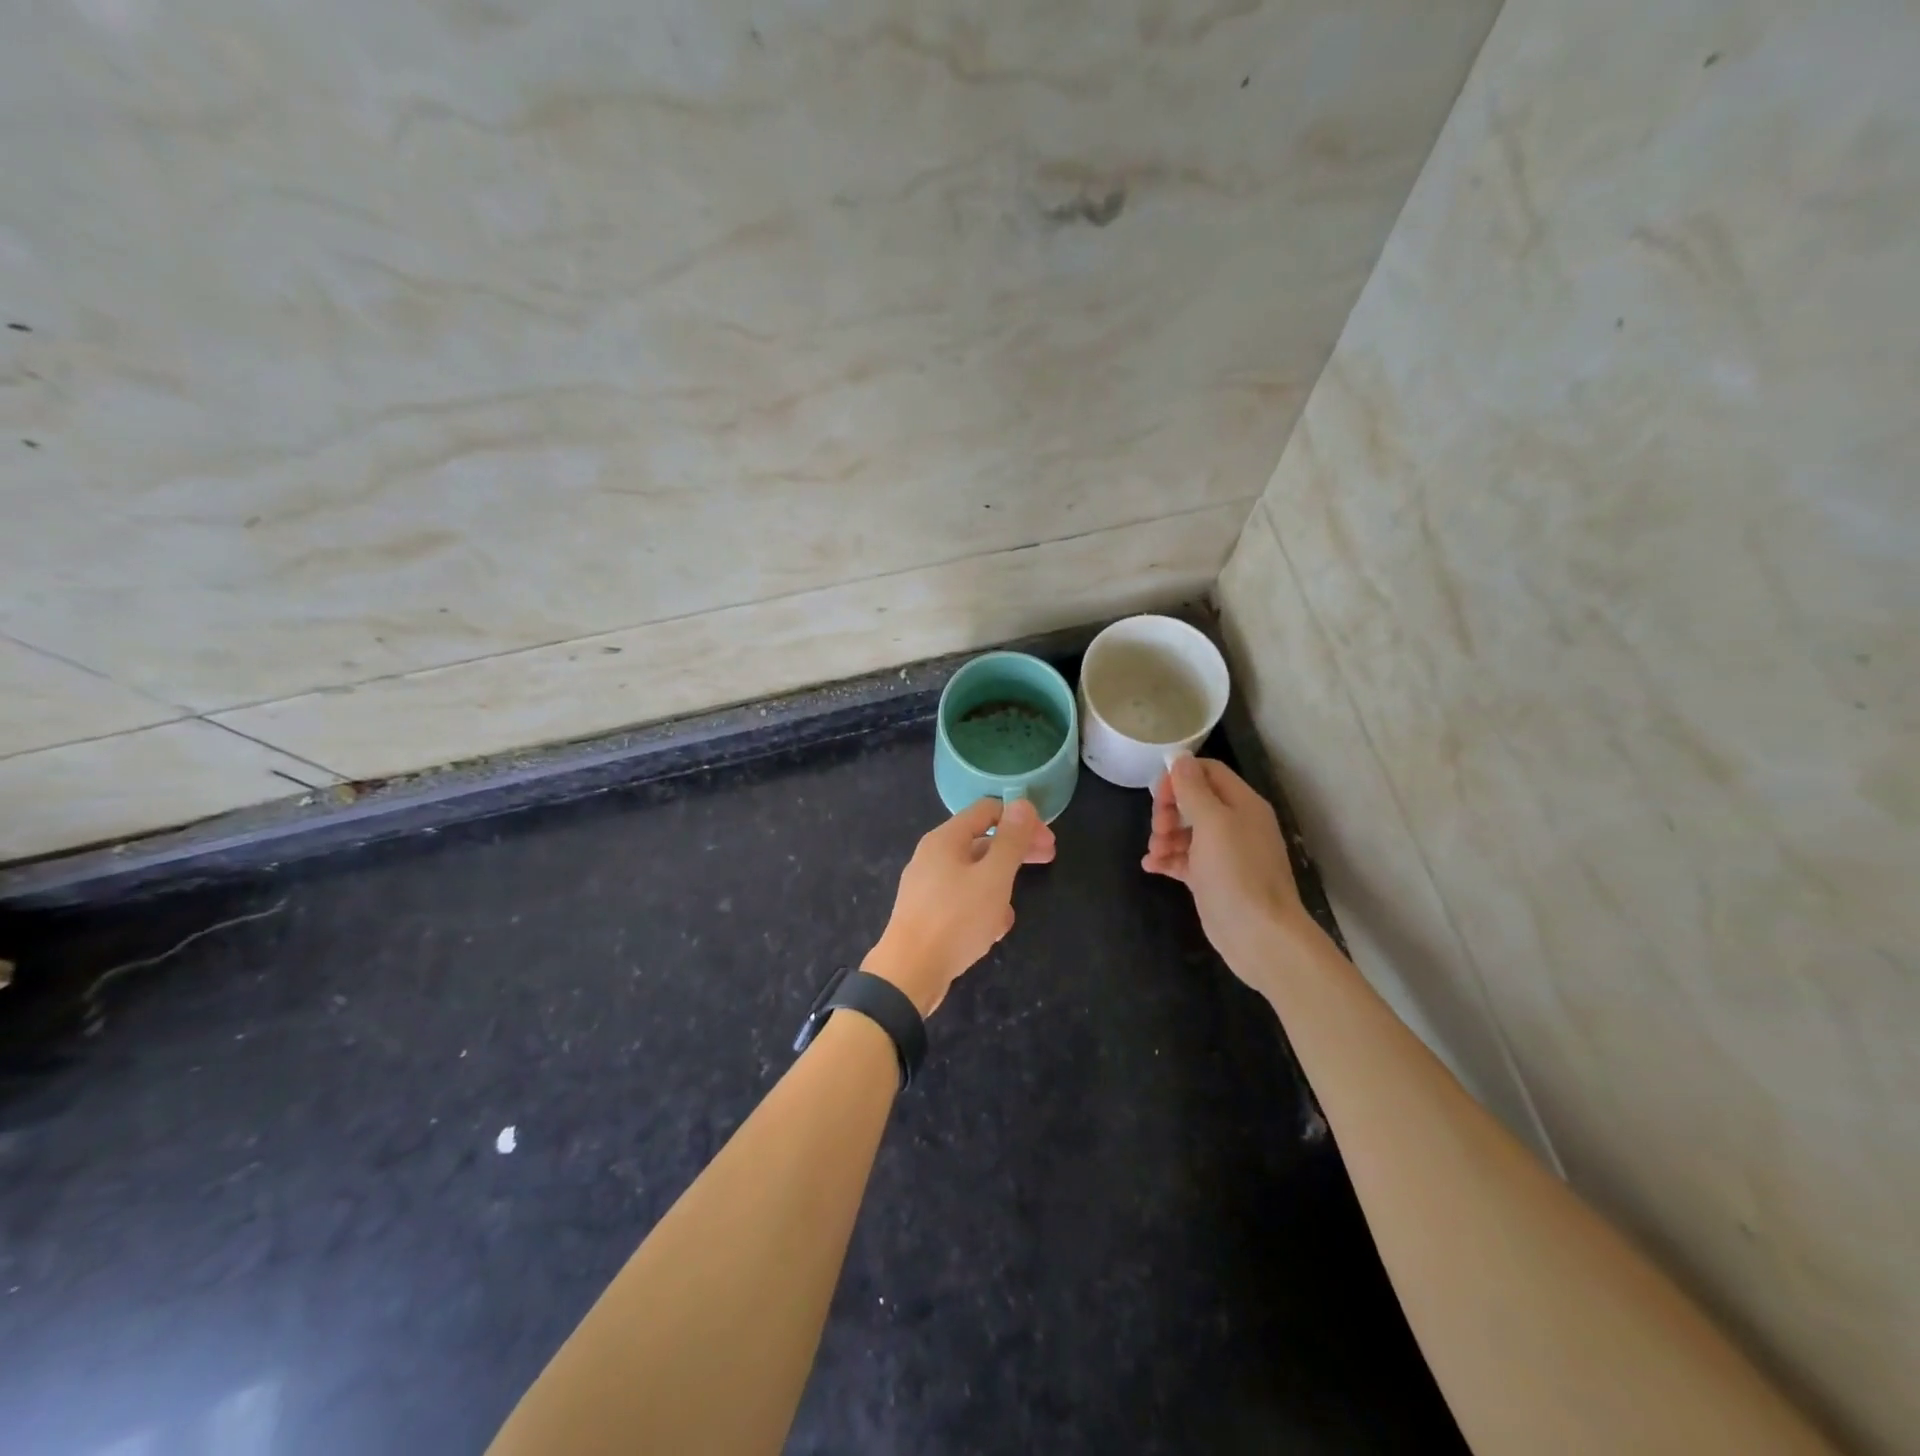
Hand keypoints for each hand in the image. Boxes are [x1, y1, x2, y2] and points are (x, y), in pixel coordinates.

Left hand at [864, 798, 1055, 1016]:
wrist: (909, 974)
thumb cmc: (955, 920)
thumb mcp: (993, 878)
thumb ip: (1011, 841)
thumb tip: (1022, 804)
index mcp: (946, 839)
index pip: (988, 810)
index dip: (1021, 820)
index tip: (1047, 842)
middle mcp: (933, 855)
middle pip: (982, 841)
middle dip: (1016, 851)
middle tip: (1048, 861)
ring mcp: (928, 885)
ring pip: (974, 874)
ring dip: (1000, 886)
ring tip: (1011, 912)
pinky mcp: (928, 913)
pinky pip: (963, 900)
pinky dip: (982, 907)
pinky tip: (993, 930)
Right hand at [1142, 756, 1308, 980]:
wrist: (1259, 935)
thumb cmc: (1236, 872)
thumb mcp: (1212, 823)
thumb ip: (1194, 789)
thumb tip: (1180, 758)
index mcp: (1242, 803)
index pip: (1208, 772)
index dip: (1180, 777)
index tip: (1160, 795)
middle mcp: (1235, 823)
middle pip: (1193, 800)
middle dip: (1169, 810)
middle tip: (1158, 828)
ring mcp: (1224, 853)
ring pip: (1186, 831)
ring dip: (1164, 836)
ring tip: (1155, 853)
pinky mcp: (1212, 879)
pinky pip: (1185, 859)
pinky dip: (1167, 859)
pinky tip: (1151, 866)